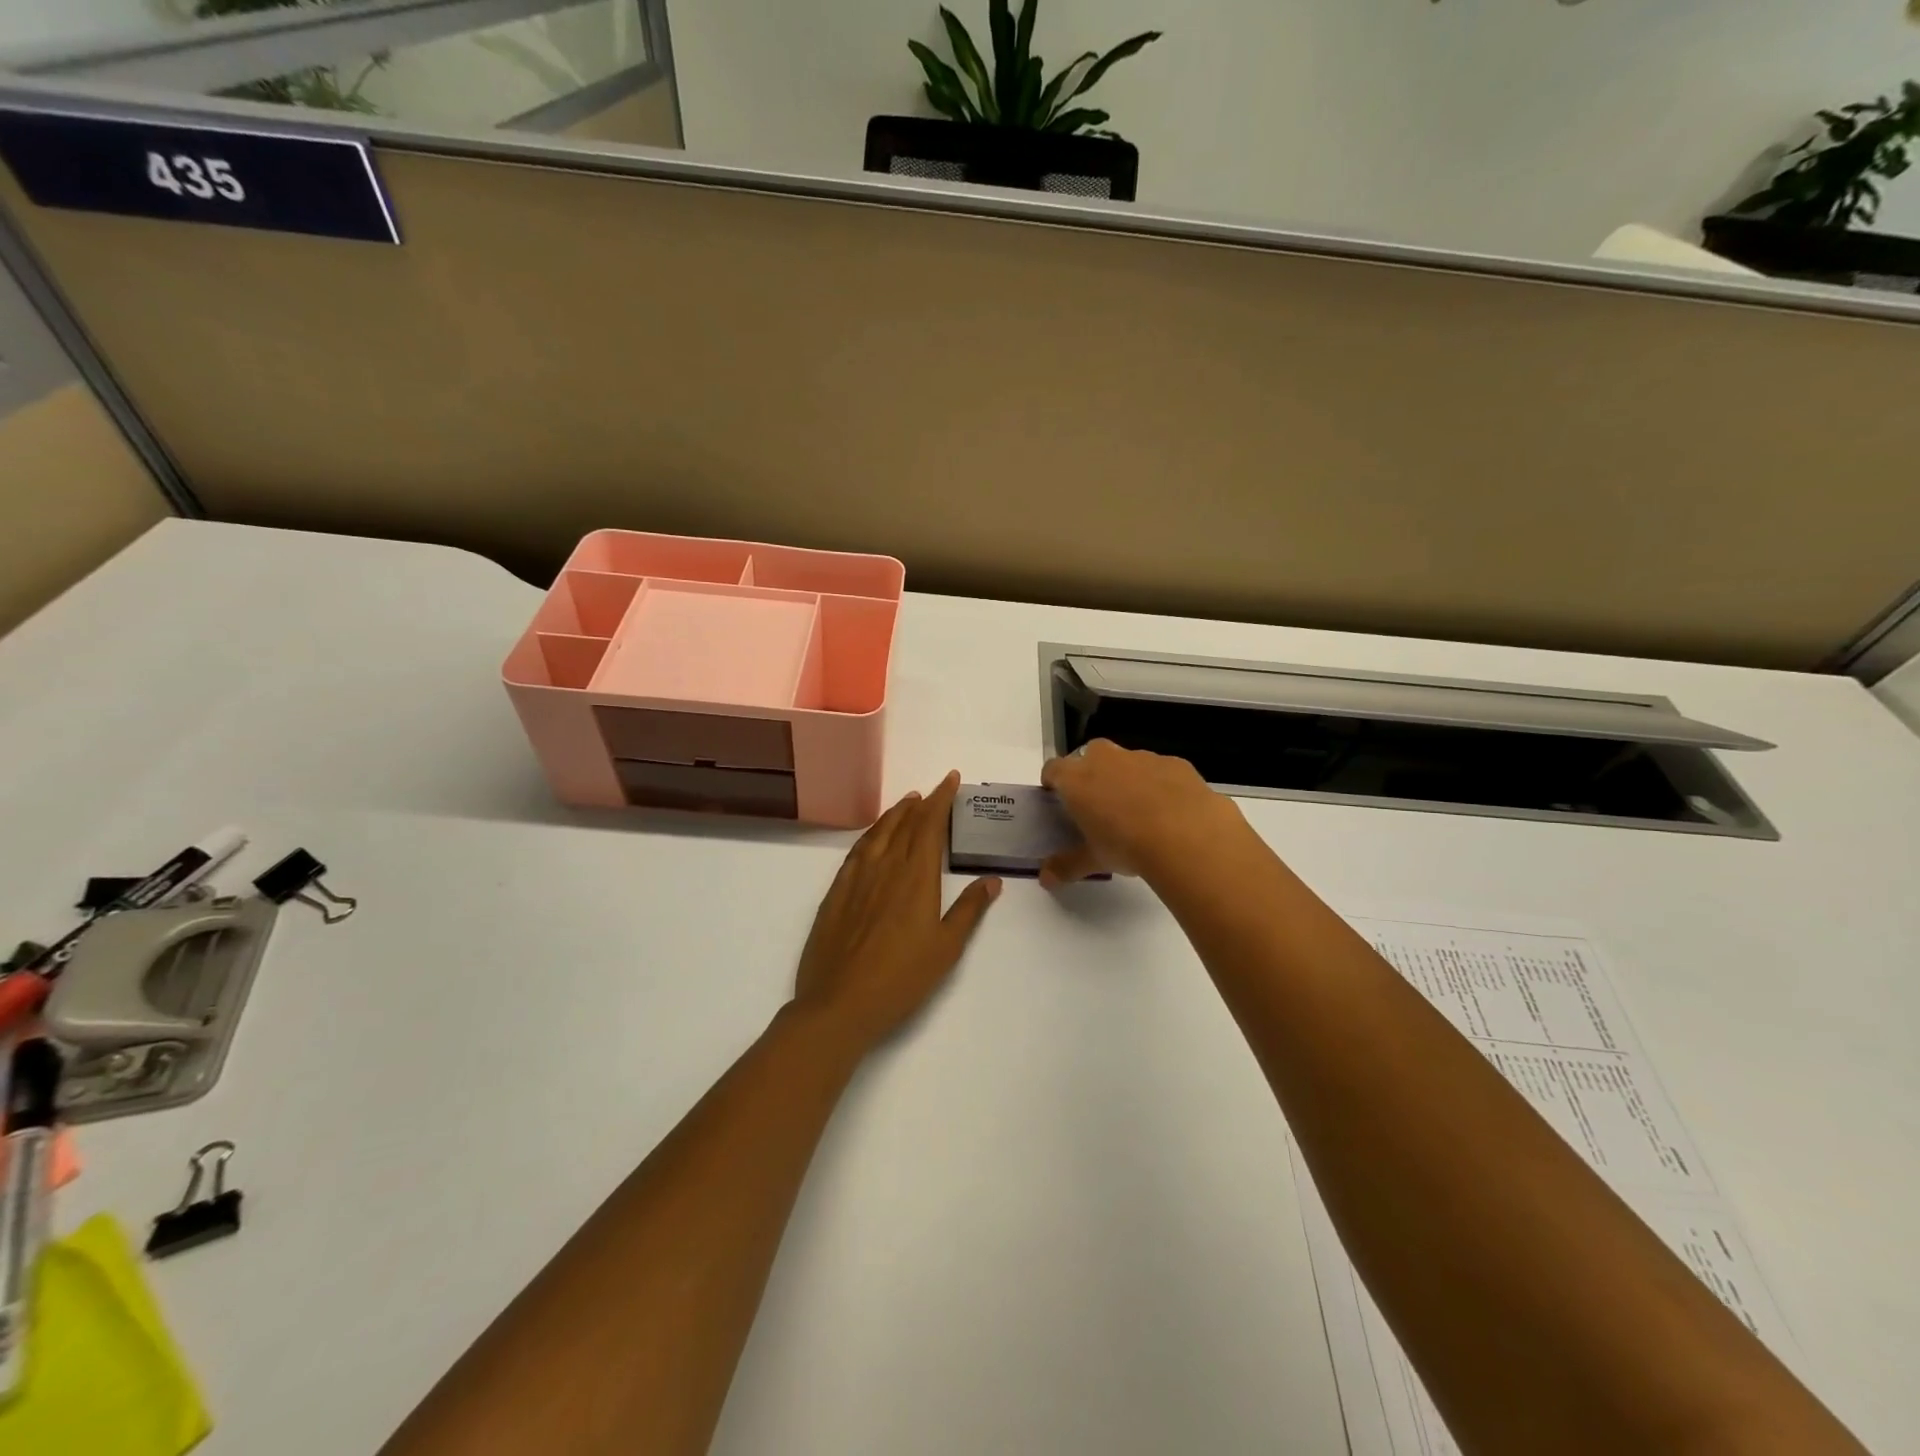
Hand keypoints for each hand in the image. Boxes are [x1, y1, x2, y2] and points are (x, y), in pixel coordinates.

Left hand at [792, 771, 1000, 1053]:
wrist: (839, 1003)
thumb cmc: (901, 979)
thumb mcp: (946, 949)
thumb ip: (968, 910)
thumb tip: (992, 881)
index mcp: (915, 878)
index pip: (929, 826)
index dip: (941, 800)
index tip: (950, 780)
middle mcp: (885, 868)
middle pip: (904, 824)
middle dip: (921, 804)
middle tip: (933, 790)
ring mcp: (856, 878)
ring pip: (877, 833)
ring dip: (894, 814)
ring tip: (907, 803)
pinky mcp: (835, 892)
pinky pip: (856, 851)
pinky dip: (869, 835)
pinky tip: (872, 837)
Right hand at [1039, 739, 1247, 885]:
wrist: (1188, 836)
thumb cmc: (1127, 845)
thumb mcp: (1093, 860)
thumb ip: (1066, 866)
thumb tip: (1045, 878)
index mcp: (1077, 779)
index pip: (1053, 769)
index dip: (1054, 781)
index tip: (1058, 798)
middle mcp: (1106, 759)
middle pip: (1090, 754)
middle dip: (1092, 772)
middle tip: (1099, 803)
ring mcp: (1143, 757)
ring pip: (1127, 761)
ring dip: (1128, 778)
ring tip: (1139, 811)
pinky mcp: (1175, 763)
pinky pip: (1160, 770)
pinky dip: (1160, 784)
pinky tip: (1171, 811)